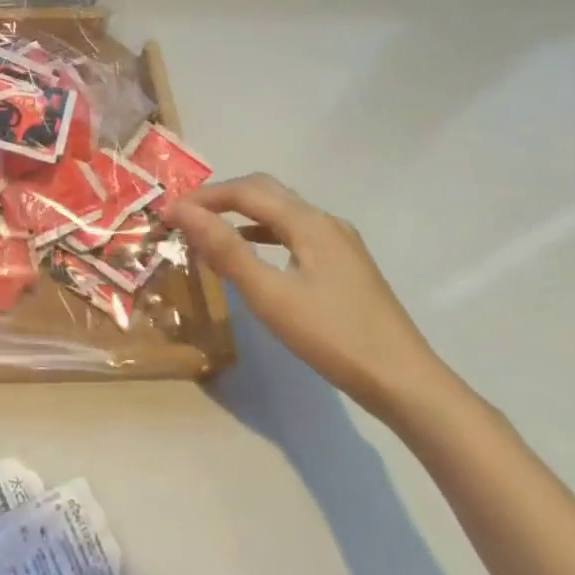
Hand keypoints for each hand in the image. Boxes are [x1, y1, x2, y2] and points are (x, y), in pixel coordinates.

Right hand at [167, 175, 445, 422]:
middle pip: (265, 192)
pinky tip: (249, 255)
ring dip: (240, 214)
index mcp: (309, 222)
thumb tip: (182, 211)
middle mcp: (325, 221)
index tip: (168, 213)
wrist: (405, 383)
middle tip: (185, 217)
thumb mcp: (270, 294)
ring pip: (280, 212)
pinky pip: (293, 233)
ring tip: (208, 233)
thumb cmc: (333, 336)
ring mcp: (339, 243)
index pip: (245, 191)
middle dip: (221, 198)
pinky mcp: (344, 265)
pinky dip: (261, 233)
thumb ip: (225, 248)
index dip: (203, 197)